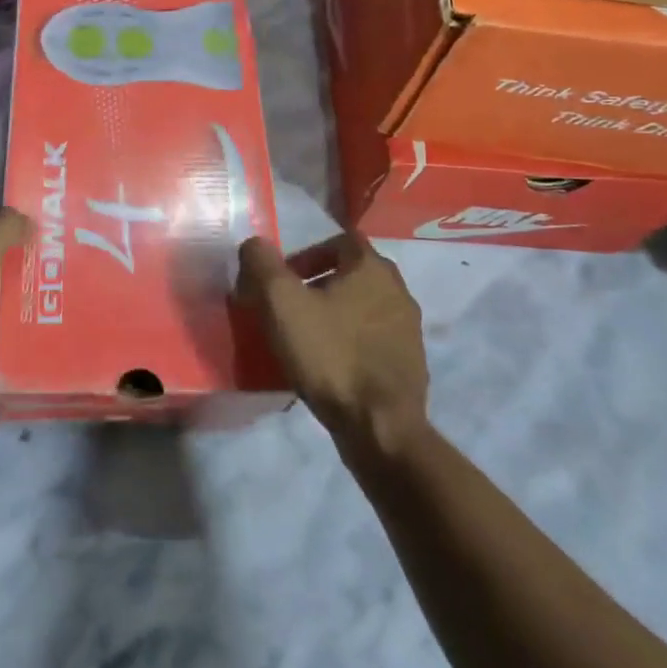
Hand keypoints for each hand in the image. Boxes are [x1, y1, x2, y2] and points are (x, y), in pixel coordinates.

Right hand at [236, 231, 429, 448]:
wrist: (380, 427)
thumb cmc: (330, 355)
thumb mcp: (281, 303)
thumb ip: (262, 264)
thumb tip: (254, 245)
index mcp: (372, 268)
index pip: (341, 240)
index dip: (308, 253)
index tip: (285, 279)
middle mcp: (398, 290)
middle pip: (353, 273)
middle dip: (320, 283)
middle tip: (292, 306)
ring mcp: (409, 329)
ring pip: (365, 306)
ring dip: (337, 313)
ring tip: (308, 338)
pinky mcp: (411, 363)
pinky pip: (375, 338)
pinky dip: (352, 342)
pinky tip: (331, 365)